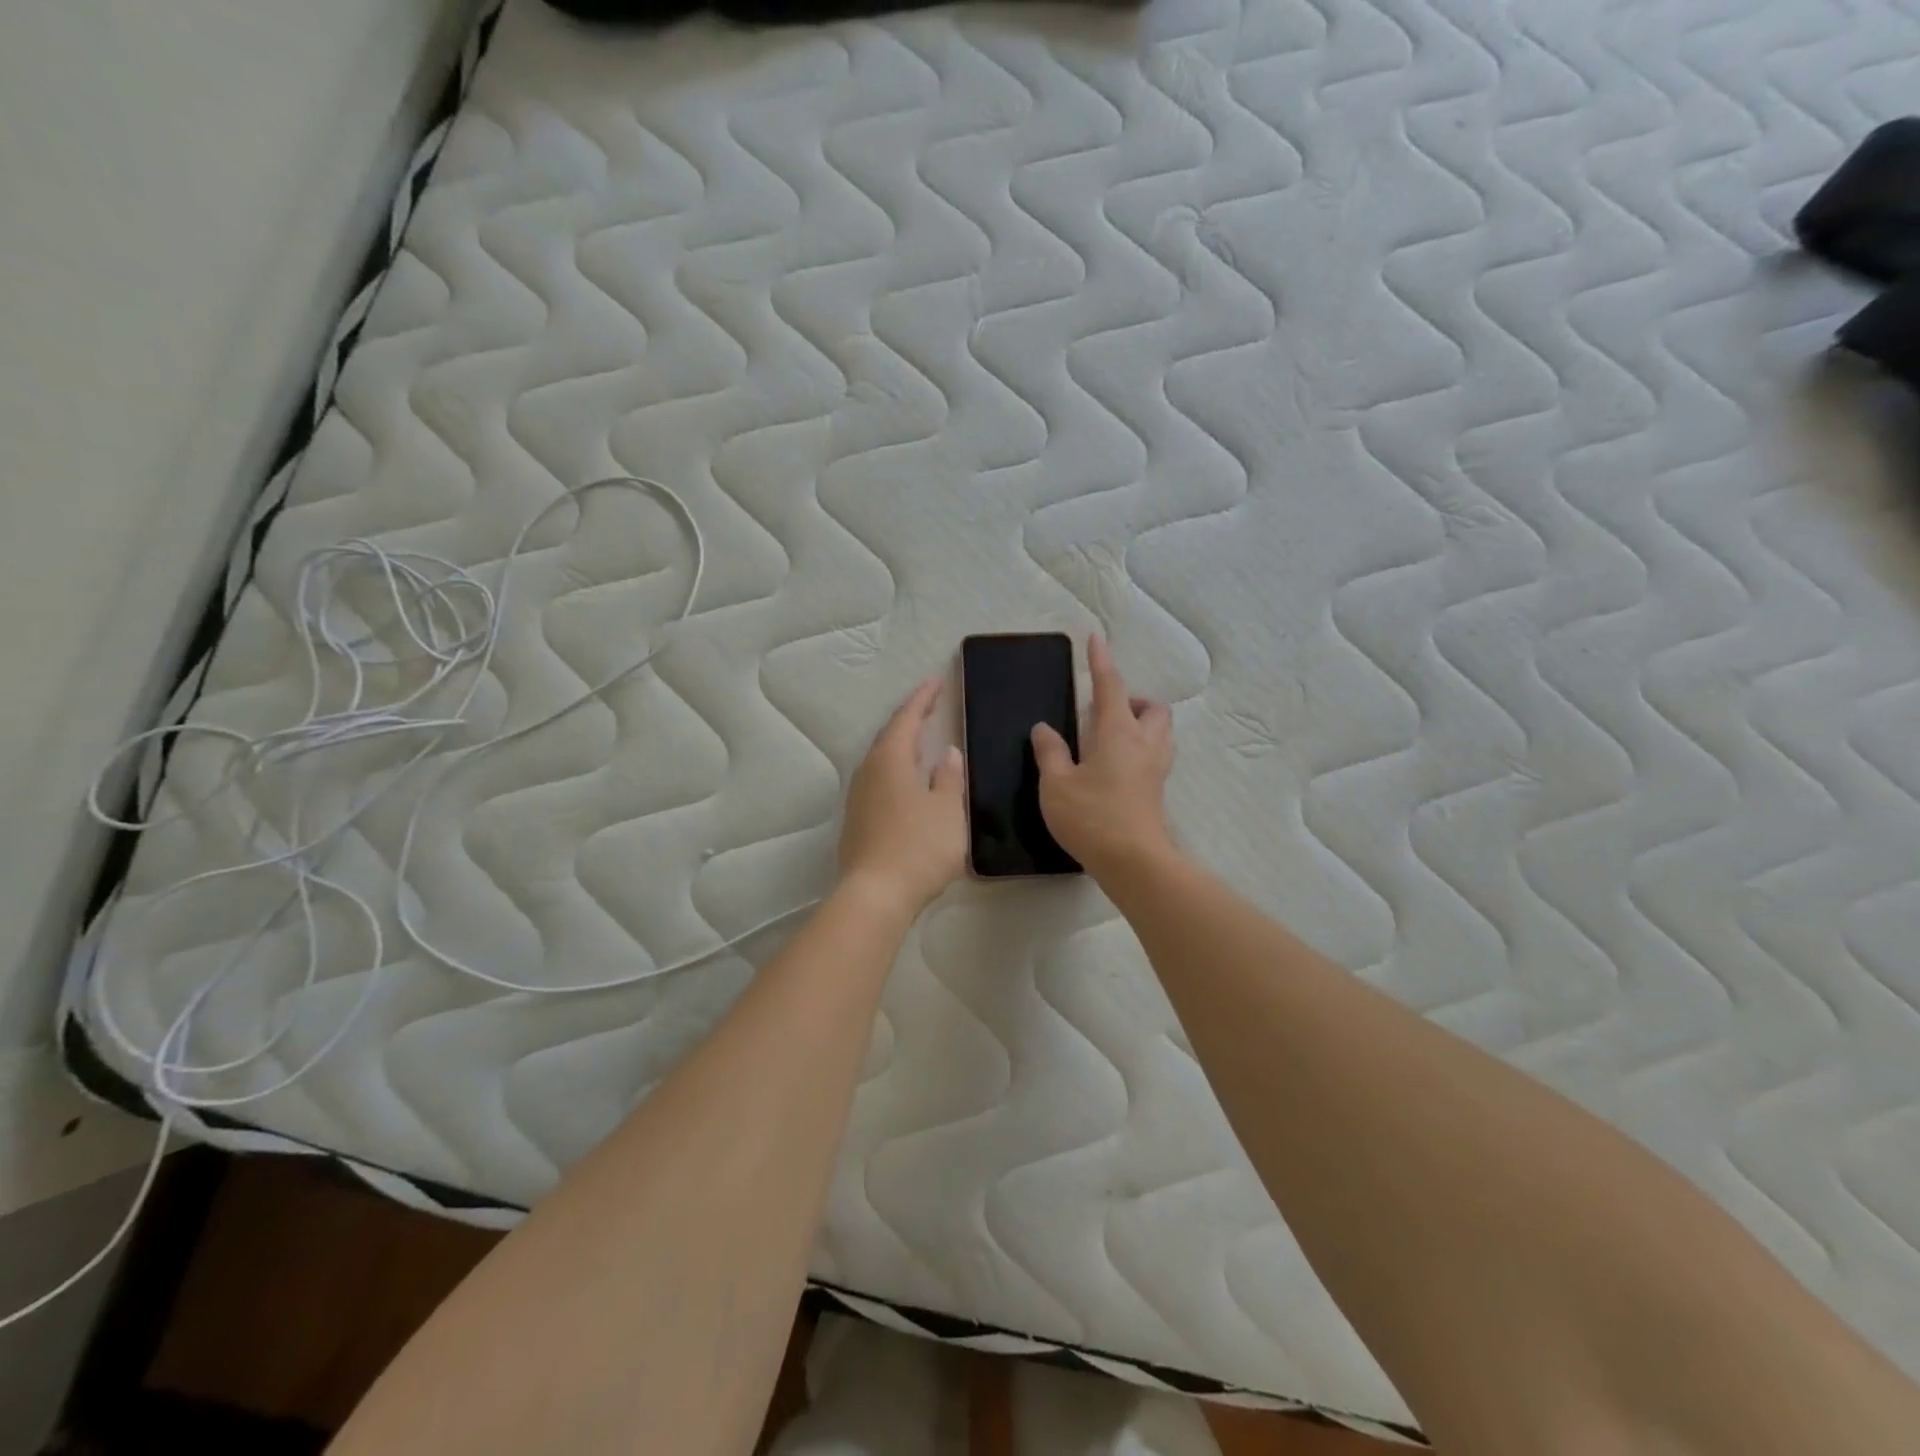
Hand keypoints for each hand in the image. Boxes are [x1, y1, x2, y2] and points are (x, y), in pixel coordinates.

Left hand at [838, 678, 967, 918]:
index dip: (922, 699)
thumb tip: (948, 753)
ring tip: (920, 742)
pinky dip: (895, 770)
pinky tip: (906, 782)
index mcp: (891, 760)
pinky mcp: (857, 821)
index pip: (907, 719)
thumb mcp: (947, 810)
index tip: (935, 681)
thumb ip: (949, 778)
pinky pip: (878, 781)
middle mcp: (869, 772)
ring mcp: (858, 797)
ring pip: (881, 760)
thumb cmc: (919, 847)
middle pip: (889, 736)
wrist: (875, 895)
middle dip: (909, 720)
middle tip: (929, 707)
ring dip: (901, 746)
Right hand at [1031, 634, 1174, 876]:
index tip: (1096, 638)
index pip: (1111, 686)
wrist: (1133, 861)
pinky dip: (1141, 748)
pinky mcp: (1158, 790)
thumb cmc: (1091, 817)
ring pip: (1160, 731)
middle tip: (1105, 712)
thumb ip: (1050, 752)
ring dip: (1142, 724)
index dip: (1101, 661)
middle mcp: (1144, 743)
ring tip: (1110, 738)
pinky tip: (1117, 766)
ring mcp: (1156, 767)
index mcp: (1118, 732)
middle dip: (1134, 700)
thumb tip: (1045, 728)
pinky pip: (1156, 754)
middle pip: (1152, 708)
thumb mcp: (1057, 784)